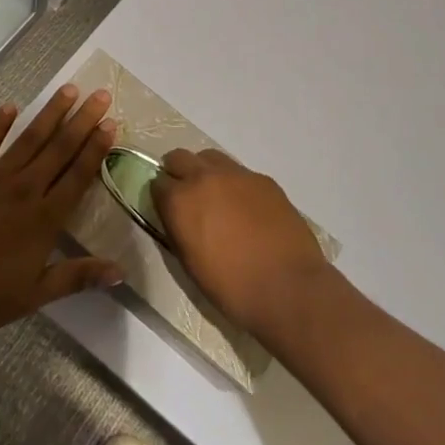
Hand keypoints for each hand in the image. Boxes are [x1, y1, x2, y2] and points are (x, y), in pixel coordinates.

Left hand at [0, 85, 122, 336]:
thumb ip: (76, 277)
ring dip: (50, 113)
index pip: (78, 176)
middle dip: (82, 121)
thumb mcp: (33, 294)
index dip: (96, 149)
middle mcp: (24, 189)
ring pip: (29, 139)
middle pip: (58, 149)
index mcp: (44, 218)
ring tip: (68, 89)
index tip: (111, 123)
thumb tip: (120, 272)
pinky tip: (10, 107)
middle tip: (100, 94)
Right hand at [151, 148, 336, 337]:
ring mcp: (237, 175)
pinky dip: (234, 183)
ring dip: (205, 171)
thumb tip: (177, 216)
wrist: (287, 287)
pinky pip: (240, 172)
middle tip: (186, 195)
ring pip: (210, 158)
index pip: (157, 183)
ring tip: (215, 196)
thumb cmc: (230, 287)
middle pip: (179, 158)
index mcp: (180, 201)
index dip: (161, 196)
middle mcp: (204, 178)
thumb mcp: (189, 262)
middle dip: (177, 172)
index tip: (167, 209)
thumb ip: (177, 229)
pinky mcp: (263, 179)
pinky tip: (245, 207)